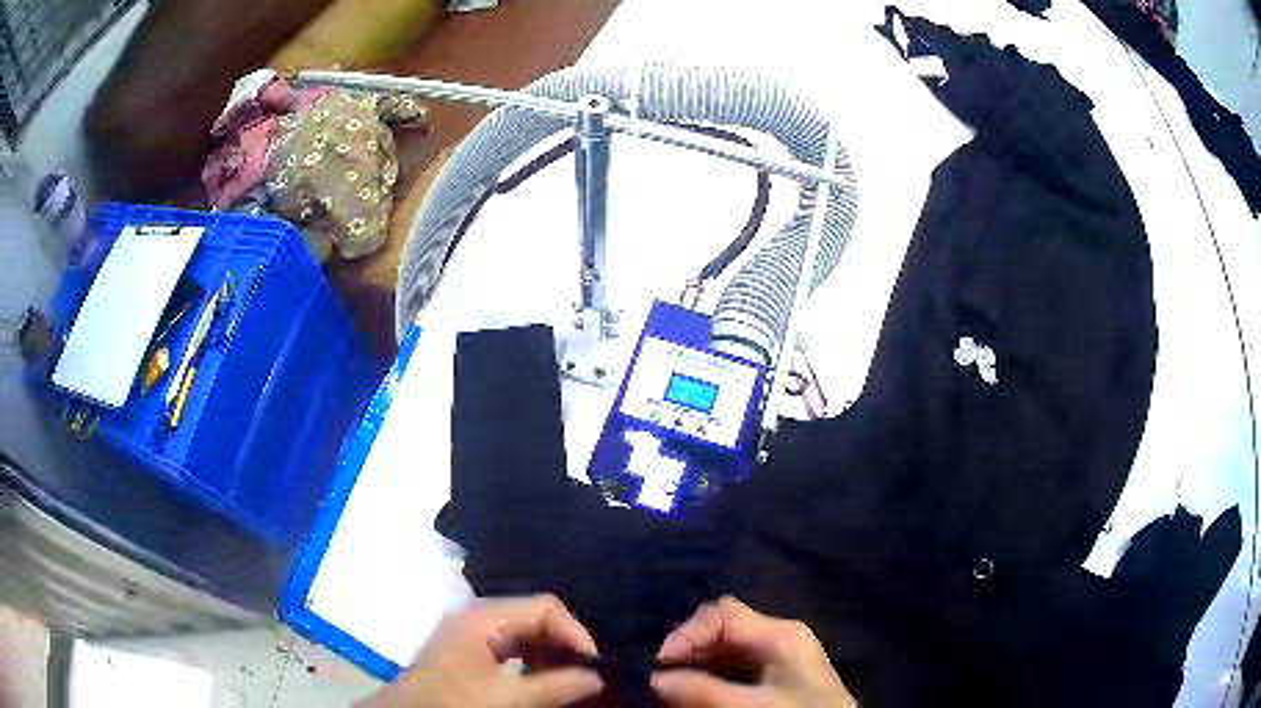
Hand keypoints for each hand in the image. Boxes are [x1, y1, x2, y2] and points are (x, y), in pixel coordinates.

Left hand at [359, 595, 603, 707]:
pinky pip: (510, 649)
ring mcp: (470, 633)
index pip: (543, 606)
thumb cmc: (456, 701)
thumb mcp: (508, 698)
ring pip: (523, 634)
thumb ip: (556, 685)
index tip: (594, 664)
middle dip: (563, 644)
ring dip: (550, 655)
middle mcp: (476, 616)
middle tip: (587, 674)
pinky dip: (532, 662)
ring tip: (571, 680)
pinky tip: (544, 681)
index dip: (574, 632)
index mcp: (483, 615)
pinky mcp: (467, 652)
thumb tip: (597, 677)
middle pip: (533, 617)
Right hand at [652, 597, 856, 707]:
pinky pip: (735, 672)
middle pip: (723, 632)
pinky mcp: (779, 681)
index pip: (723, 614)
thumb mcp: (753, 706)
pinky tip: (697, 697)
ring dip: (695, 670)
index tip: (660, 665)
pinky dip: (711, 681)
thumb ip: (704, 693)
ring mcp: (781, 661)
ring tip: (671, 692)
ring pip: (726, 654)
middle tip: (660, 682)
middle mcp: (780, 640)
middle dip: (688, 654)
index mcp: (780, 634)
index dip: (686, 633)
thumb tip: (655, 680)